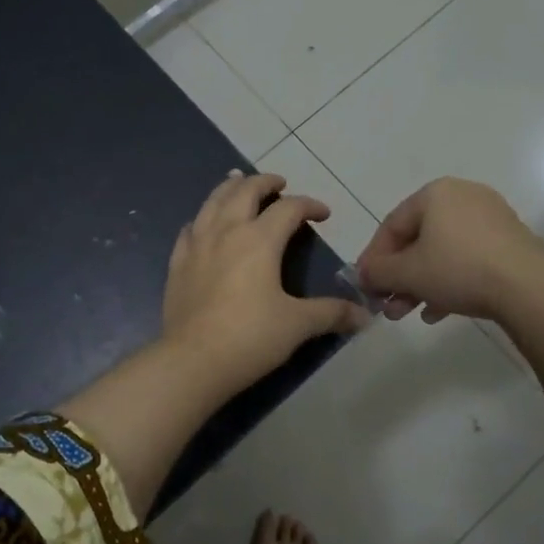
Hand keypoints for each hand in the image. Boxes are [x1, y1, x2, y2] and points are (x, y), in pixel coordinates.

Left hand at [161, 170, 369, 395]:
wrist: (192, 361)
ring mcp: (197, 245)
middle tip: (279, 184)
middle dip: (265, 182)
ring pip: (212, 201)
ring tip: (238, 182)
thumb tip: (365, 316)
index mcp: (259, 240)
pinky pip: (190, 228)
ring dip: (229, 187)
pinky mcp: (178, 263)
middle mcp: (226, 231)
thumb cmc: (250, 337)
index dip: (309, 205)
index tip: (323, 214)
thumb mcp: (298, 325)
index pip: (288, 208)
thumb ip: (331, 313)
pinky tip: (203, 224)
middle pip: (245, 191)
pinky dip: (202, 218)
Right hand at [356, 177, 543, 323]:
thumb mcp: (407, 273)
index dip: (373, 258)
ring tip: (410, 314)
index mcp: (435, 193)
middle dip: (399, 277)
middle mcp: (463, 197)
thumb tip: (362, 274)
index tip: (365, 285)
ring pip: (442, 253)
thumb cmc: (459, 269)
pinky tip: (438, 312)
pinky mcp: (510, 243)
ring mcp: (490, 219)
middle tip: (388, 307)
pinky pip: (468, 260)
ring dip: (421, 284)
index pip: (391, 225)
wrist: (529, 287)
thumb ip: (378, 272)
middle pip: (418, 240)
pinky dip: (449, 282)